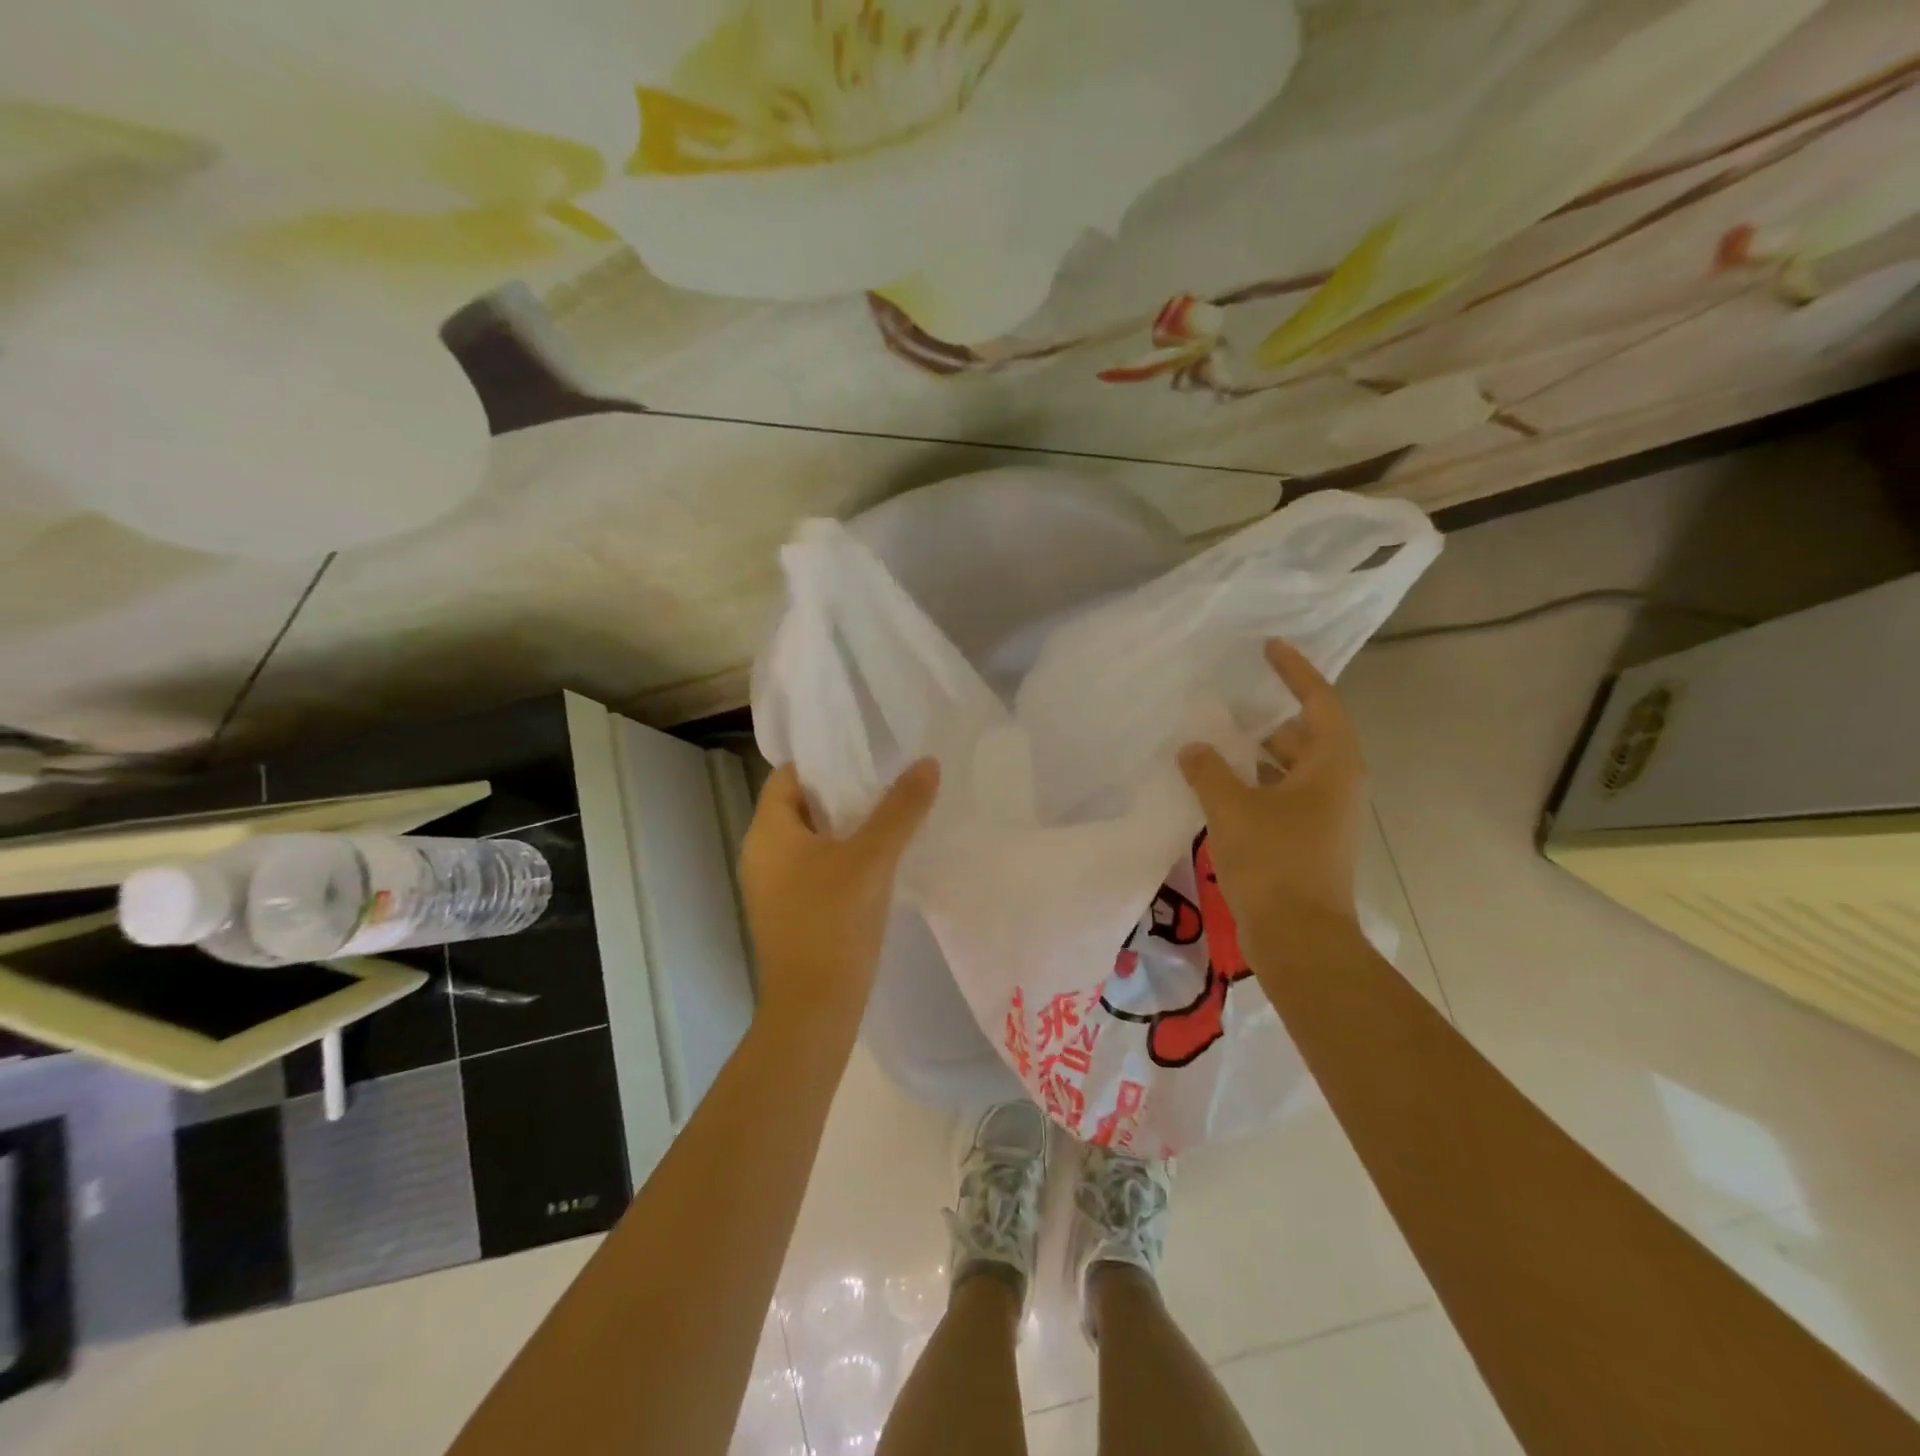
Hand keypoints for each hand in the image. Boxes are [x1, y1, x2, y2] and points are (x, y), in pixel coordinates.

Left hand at [739, 759, 939, 1031]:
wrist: (814, 1010)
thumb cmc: (834, 923)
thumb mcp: (873, 859)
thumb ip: (901, 809)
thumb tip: (927, 763)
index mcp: (768, 832)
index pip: (790, 775)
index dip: (827, 761)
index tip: (869, 756)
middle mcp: (761, 854)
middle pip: (802, 806)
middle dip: (845, 794)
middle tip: (890, 782)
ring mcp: (773, 887)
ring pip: (812, 840)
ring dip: (847, 828)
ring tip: (892, 817)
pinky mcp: (789, 913)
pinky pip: (815, 869)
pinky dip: (843, 858)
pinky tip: (879, 863)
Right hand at [1178, 640, 1365, 955]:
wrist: (1300, 938)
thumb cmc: (1274, 862)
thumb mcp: (1233, 808)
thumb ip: (1209, 771)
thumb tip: (1193, 749)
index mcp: (1332, 765)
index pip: (1319, 701)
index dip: (1295, 671)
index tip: (1269, 648)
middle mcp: (1335, 785)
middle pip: (1304, 736)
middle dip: (1267, 719)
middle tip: (1228, 702)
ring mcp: (1323, 816)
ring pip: (1289, 770)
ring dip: (1255, 756)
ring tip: (1214, 743)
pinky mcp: (1306, 841)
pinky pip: (1279, 797)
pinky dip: (1253, 786)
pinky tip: (1216, 789)